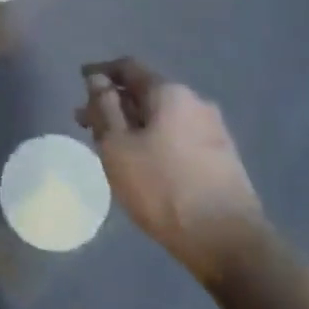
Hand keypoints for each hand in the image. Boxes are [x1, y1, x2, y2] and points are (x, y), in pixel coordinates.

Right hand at [77, 58, 263, 274]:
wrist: (227, 240)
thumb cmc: (162, 187)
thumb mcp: (118, 146)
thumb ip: (104, 108)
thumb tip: (97, 79)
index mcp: (170, 92)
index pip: (128, 68)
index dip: (101, 72)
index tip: (81, 80)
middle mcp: (195, 102)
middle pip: (146, 92)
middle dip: (114, 103)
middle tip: (86, 122)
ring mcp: (213, 129)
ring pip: (162, 116)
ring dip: (133, 124)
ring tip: (111, 146)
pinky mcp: (221, 156)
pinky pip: (177, 135)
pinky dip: (154, 139)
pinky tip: (142, 161)